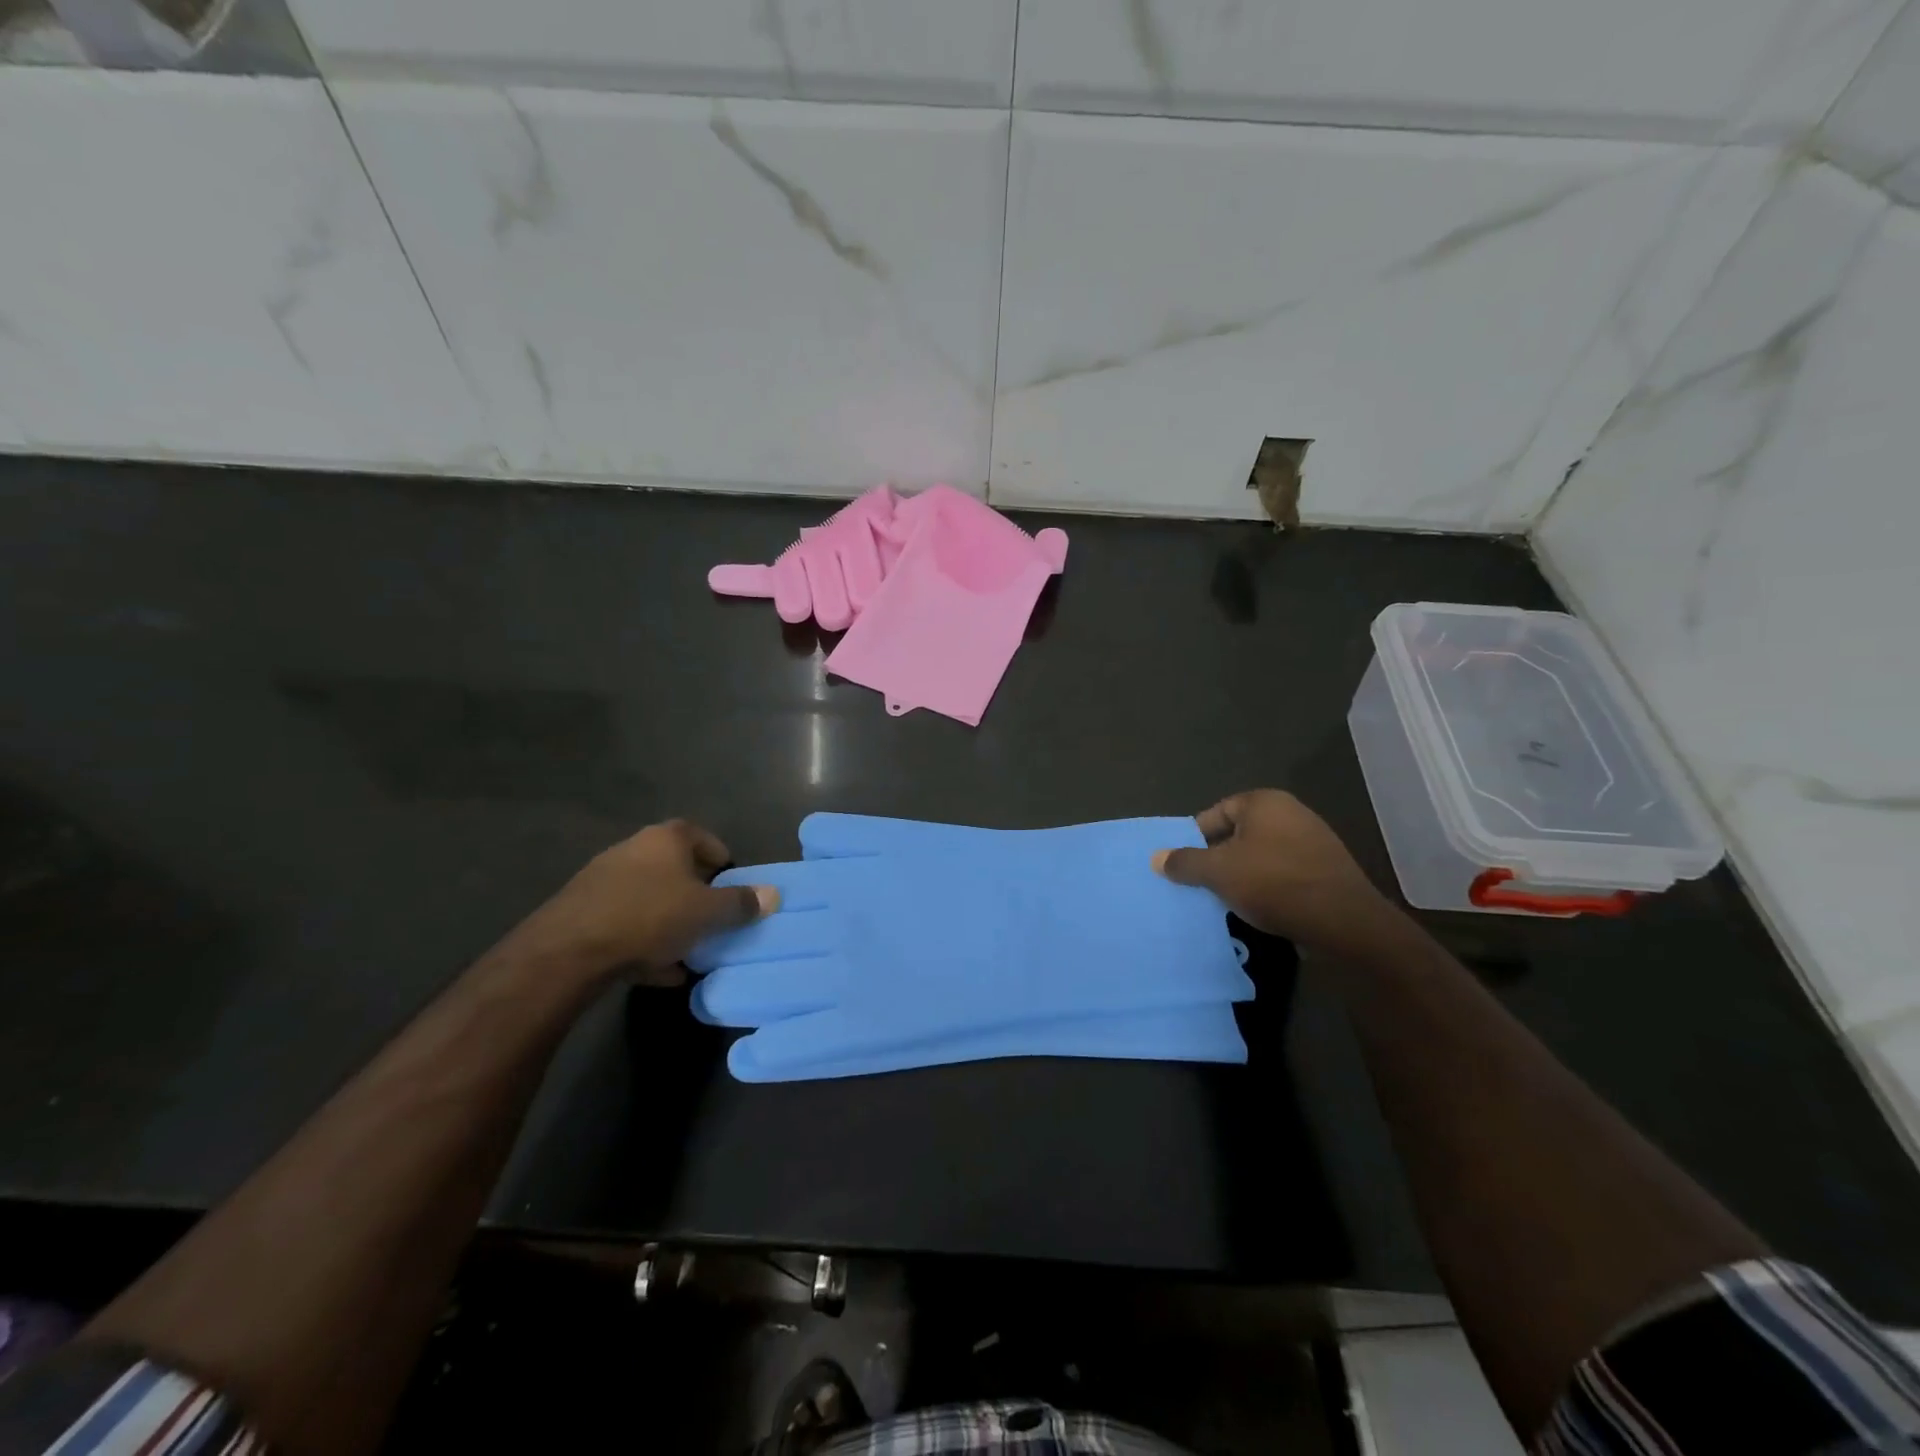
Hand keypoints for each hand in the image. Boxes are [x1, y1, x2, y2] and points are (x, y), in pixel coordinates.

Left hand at [509, 820, 778, 985]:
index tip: (733, 889)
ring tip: (687, 951)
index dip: (723, 862)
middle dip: (696, 896)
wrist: (568, 951)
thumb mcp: (708, 912)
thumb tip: (772, 895)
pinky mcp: (581, 910)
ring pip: (649, 897)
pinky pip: (624, 922)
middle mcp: (633, 848)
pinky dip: (642, 940)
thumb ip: (741, 903)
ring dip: (670, 921)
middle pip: (675, 869)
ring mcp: (603, 878)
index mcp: (666, 838)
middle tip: (713, 921)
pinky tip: (655, 970)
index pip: (704, 838)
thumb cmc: (650, 917)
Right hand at [1152, 790, 1396, 955]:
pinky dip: (1267, 886)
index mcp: (1264, 802)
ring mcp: (1313, 840)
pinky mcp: (1326, 869)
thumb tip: (1156, 857)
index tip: (1184, 864)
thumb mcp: (1218, 872)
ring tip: (1226, 899)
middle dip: (1217, 858)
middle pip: (1238, 833)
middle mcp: (1291, 812)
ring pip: (1260, 854)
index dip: (1195, 838)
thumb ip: (1184, 862)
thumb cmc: (1274, 883)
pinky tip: (1259, 907)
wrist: (1344, 922)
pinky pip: (1284, 872)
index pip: (1215, 813)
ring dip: (1242, 874)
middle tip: (1200, 883)